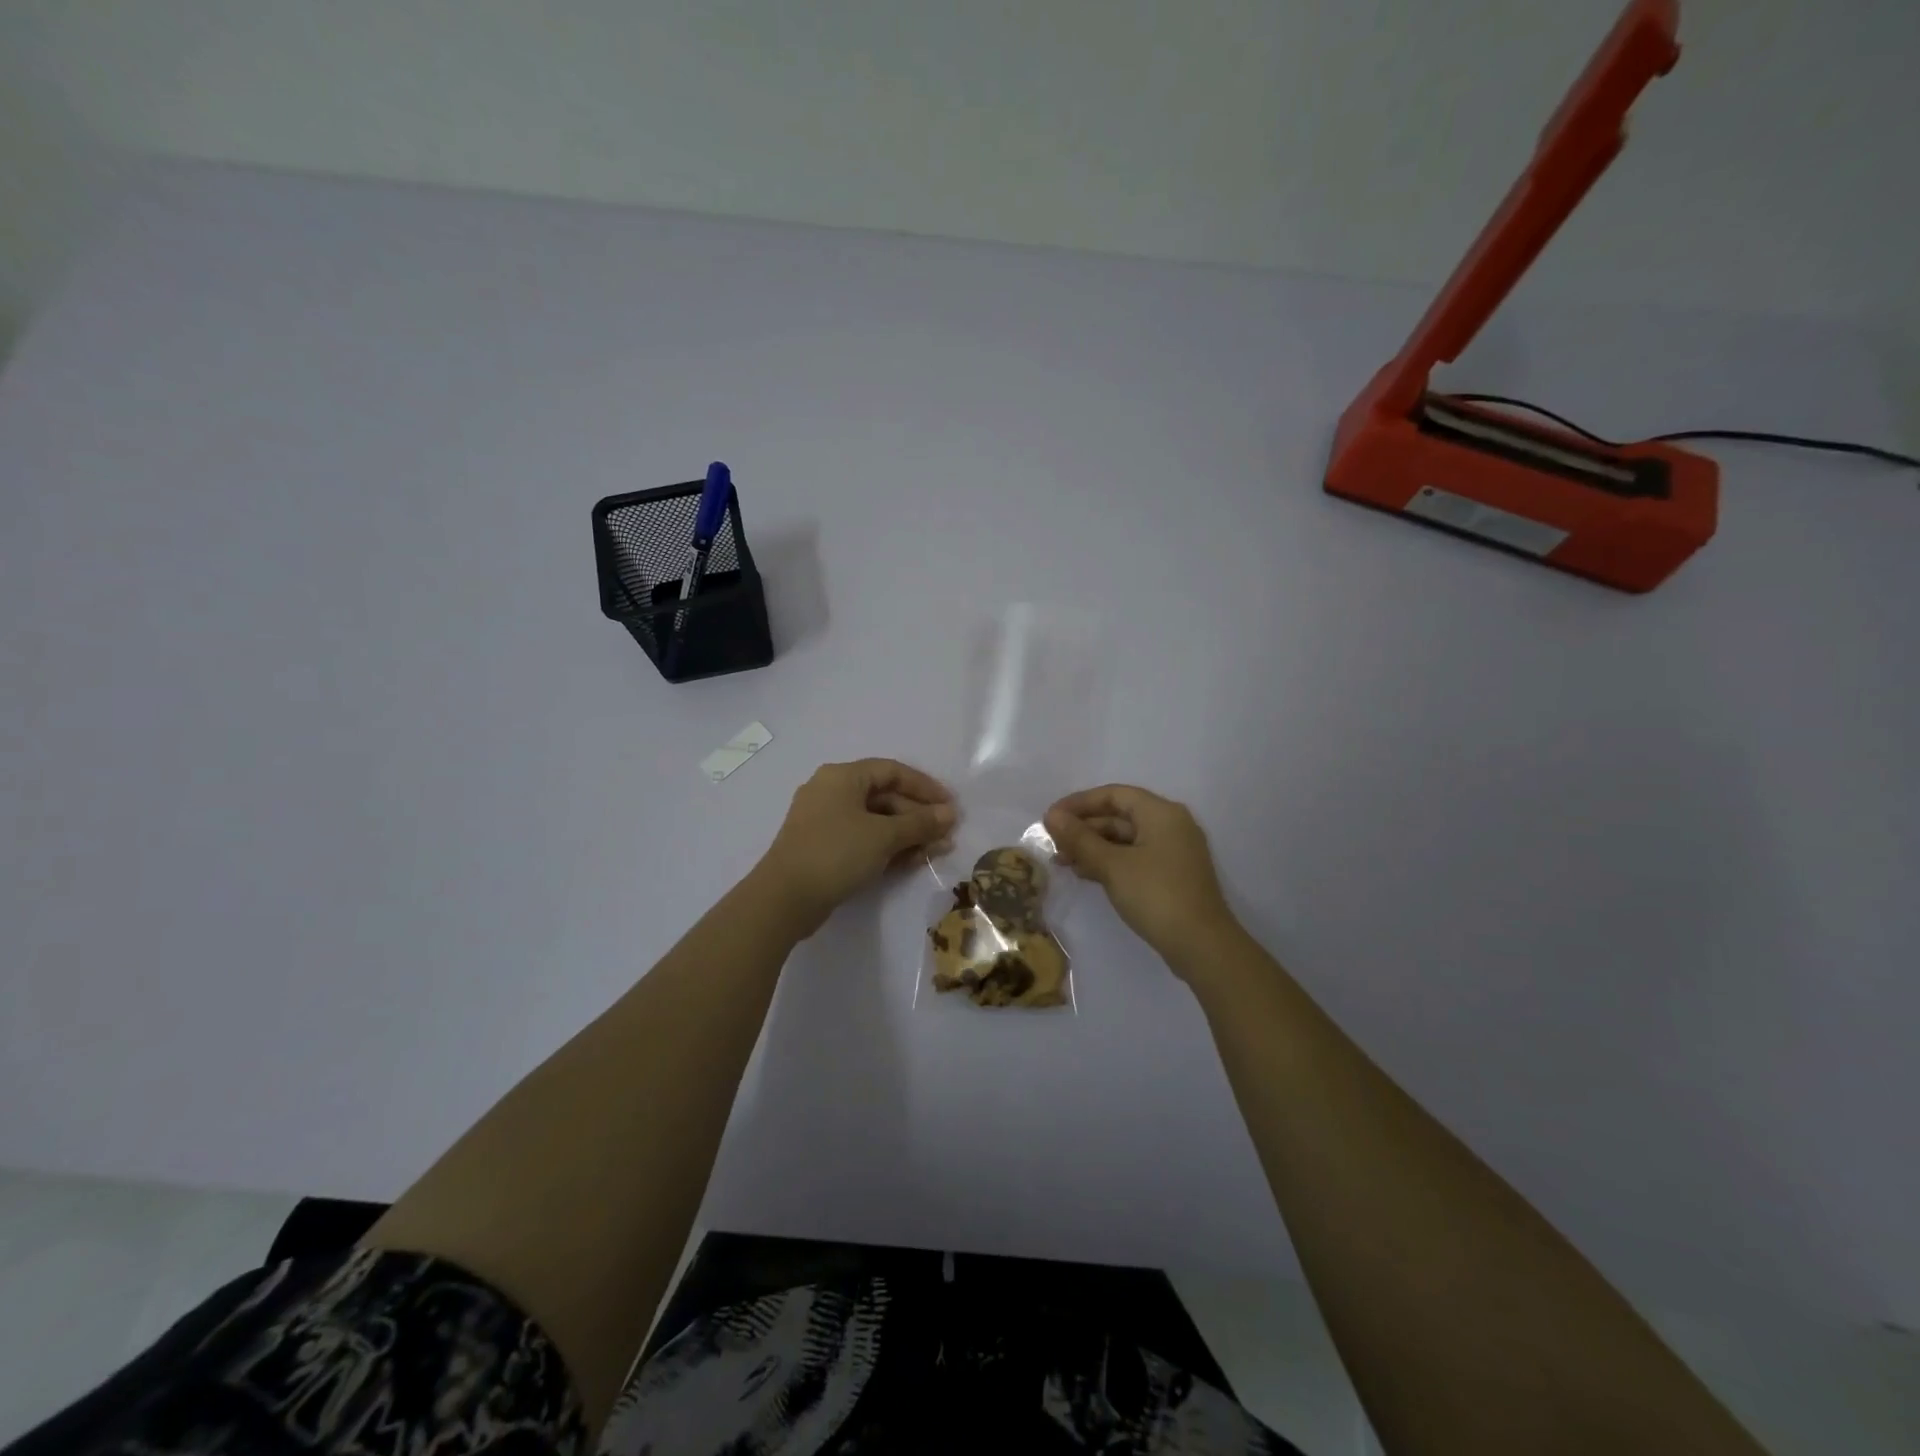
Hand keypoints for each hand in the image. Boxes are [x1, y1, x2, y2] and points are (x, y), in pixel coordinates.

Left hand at [754, 759, 955, 935]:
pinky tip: (912, 861)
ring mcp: (825, 821)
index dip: (924, 786)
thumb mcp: (884, 836)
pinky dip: (887, 847)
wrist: (784, 899)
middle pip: (885, 797)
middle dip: (918, 816)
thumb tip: (949, 814)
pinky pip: (863, 839)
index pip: (892, 771)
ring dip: (907, 834)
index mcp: (842, 776)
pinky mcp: (823, 848)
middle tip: (945, 835)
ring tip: (936, 851)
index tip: (950, 805)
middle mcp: (832, 792)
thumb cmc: (836, 853)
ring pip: (875, 821)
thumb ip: (920, 823)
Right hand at [1044, 785, 1235, 964]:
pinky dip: (1109, 861)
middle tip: (1052, 843)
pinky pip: (1134, 857)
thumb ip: (1080, 839)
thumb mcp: (1112, 865)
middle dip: (1084, 828)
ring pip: (1125, 839)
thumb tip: (1051, 816)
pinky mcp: (1171, 875)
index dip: (1079, 803)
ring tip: (1062, 861)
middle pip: (1119, 816)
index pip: (1113, 794)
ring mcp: (1173, 851)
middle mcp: (1170, 825)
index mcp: (1161, 813)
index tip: (1050, 818)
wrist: (1202, 946)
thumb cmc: (1156, 895)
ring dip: (1093, 847)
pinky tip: (1085, 873)